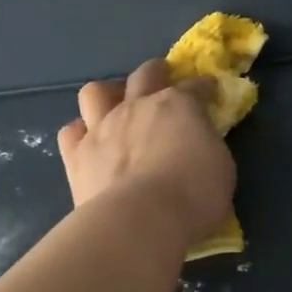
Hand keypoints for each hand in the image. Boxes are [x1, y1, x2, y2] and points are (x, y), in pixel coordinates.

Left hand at [59, 59, 233, 246]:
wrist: (141, 220)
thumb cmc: (193, 196)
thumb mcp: (221, 168)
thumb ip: (206, 147)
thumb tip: (198, 144)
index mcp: (178, 105)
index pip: (195, 87)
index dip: (203, 88)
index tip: (209, 91)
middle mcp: (137, 107)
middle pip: (145, 74)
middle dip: (156, 72)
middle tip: (162, 78)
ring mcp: (102, 128)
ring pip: (96, 92)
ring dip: (107, 95)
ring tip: (114, 106)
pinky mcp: (77, 155)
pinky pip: (71, 132)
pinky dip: (80, 134)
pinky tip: (88, 143)